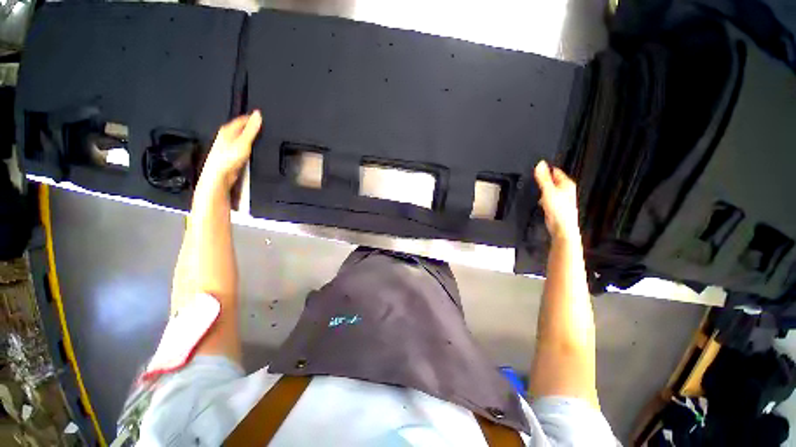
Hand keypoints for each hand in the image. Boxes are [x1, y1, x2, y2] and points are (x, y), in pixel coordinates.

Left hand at [200, 111, 261, 189]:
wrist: (220, 174)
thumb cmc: (228, 158)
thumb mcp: (244, 141)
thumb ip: (252, 128)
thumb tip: (258, 115)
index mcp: (228, 129)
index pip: (241, 119)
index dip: (251, 117)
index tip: (260, 117)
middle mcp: (226, 136)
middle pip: (240, 128)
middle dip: (250, 126)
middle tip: (260, 126)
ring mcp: (227, 146)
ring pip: (240, 137)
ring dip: (248, 137)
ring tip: (257, 136)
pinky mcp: (230, 155)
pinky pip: (240, 146)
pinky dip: (247, 146)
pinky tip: (251, 149)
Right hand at [534, 160, 579, 239]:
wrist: (561, 227)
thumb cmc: (559, 210)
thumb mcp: (549, 191)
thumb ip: (543, 178)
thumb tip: (540, 164)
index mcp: (566, 184)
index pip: (555, 171)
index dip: (545, 169)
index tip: (535, 168)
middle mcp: (564, 190)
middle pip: (552, 180)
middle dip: (542, 179)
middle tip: (532, 178)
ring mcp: (560, 198)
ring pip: (548, 189)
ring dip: (541, 189)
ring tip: (533, 188)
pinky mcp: (554, 206)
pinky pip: (546, 198)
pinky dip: (541, 197)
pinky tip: (537, 200)